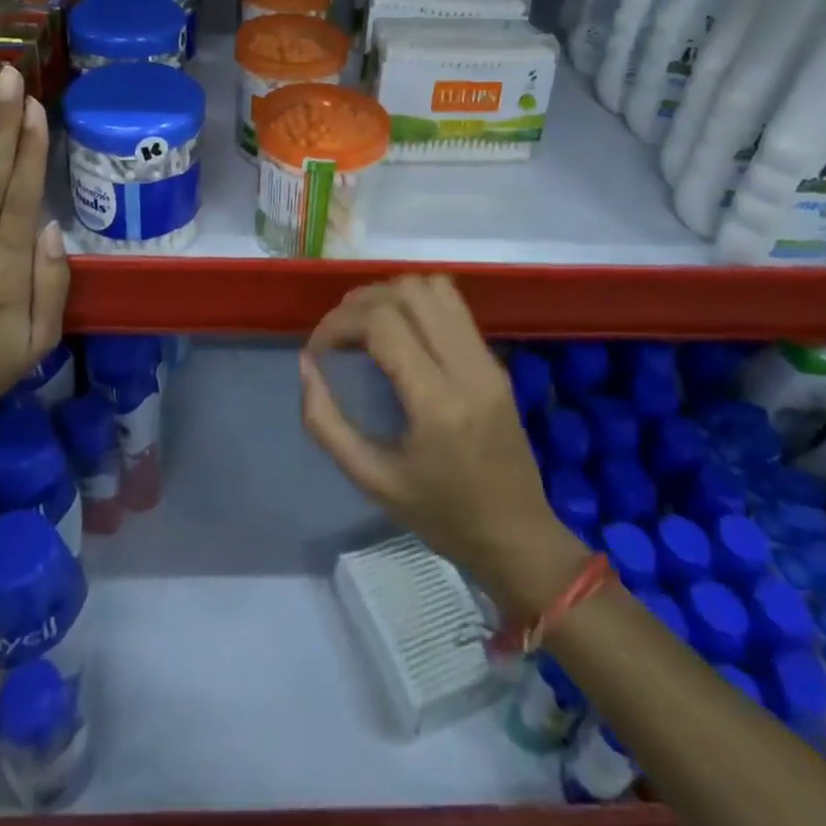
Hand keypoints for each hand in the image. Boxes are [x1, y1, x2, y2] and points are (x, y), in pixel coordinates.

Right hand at [300, 275, 588, 619]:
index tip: (318, 349)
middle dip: (360, 302)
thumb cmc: (442, 517)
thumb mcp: (372, 480)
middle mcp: (467, 368)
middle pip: (408, 293)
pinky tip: (399, 332)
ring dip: (391, 295)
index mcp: (437, 404)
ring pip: (434, 287)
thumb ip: (327, 423)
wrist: (519, 538)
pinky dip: (417, 303)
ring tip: (366, 326)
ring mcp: (487, 359)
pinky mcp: (495, 360)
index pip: (382, 324)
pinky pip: (453, 305)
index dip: (339, 323)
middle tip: (338, 335)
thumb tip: (306, 364)